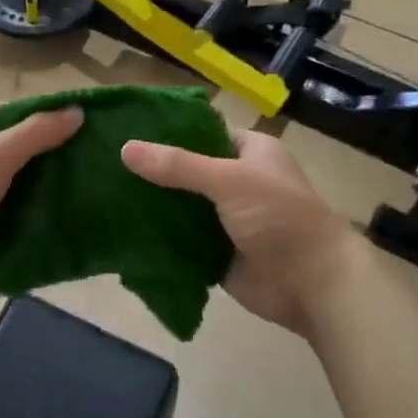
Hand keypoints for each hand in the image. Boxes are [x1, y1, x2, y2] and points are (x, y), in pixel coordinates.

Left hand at [0, 103, 83, 298]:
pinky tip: (33, 211)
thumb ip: (36, 133)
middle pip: (5, 140)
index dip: (42, 120)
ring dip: (25, 178)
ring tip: (60, 188)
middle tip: (73, 164)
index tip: (76, 135)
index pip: (10, 111)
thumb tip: (76, 111)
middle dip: (37, 152)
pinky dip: (9, 200)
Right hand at [121, 132, 359, 338]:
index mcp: (249, 152)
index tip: (125, 132)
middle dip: (152, 173)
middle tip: (104, 166)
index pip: (201, 133)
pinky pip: (180, 243)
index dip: (167, 133)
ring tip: (103, 195)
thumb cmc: (280, 217)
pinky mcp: (216, 254)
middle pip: (186, 172)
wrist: (313, 284)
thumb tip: (125, 148)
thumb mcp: (229, 180)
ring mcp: (226, 220)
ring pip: (180, 208)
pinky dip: (158, 240)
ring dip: (152, 207)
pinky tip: (122, 232)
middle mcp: (237, 182)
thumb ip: (178, 165)